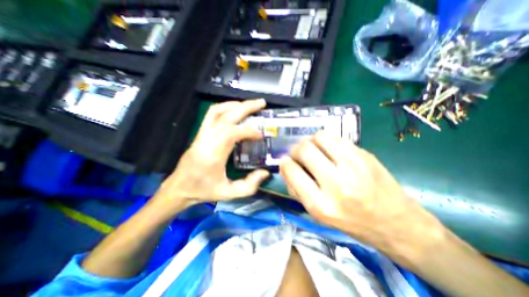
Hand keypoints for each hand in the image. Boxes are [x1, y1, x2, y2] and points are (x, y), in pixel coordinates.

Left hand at [153, 100, 268, 213]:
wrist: (179, 188)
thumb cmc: (203, 191)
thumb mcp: (228, 193)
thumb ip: (249, 185)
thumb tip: (265, 172)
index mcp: (212, 154)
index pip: (231, 133)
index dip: (249, 130)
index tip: (261, 135)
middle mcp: (206, 139)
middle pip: (225, 116)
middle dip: (245, 107)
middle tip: (261, 103)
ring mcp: (201, 134)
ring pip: (217, 111)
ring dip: (235, 105)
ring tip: (250, 105)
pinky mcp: (200, 133)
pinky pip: (212, 114)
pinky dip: (225, 108)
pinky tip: (235, 111)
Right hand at [278, 131, 442, 265]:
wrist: (396, 223)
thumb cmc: (352, 222)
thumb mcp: (319, 215)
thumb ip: (297, 191)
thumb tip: (286, 167)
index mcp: (321, 205)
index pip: (292, 171)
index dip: (285, 163)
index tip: (285, 161)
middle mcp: (336, 184)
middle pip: (304, 150)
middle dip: (295, 149)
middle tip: (298, 153)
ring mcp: (353, 166)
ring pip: (320, 136)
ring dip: (311, 141)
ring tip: (314, 148)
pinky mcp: (364, 155)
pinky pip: (336, 137)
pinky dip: (326, 140)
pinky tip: (329, 149)